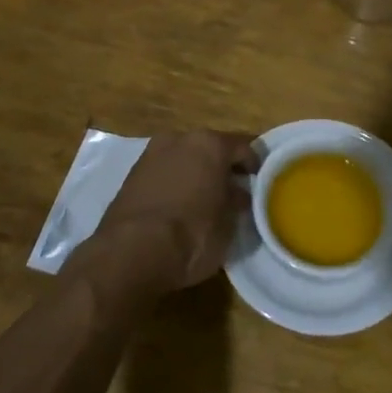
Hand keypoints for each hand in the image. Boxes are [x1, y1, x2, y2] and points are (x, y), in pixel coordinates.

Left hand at [87, 130, 259, 294]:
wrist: (130, 253)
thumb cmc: (191, 235)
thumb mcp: (228, 225)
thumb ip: (236, 203)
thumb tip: (238, 195)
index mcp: (210, 144)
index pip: (244, 147)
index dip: (255, 166)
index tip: (261, 183)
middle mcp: (179, 139)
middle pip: (210, 149)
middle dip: (222, 167)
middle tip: (233, 192)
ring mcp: (151, 154)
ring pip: (184, 159)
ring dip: (196, 174)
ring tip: (205, 201)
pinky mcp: (131, 175)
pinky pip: (163, 173)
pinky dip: (174, 183)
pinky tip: (179, 207)